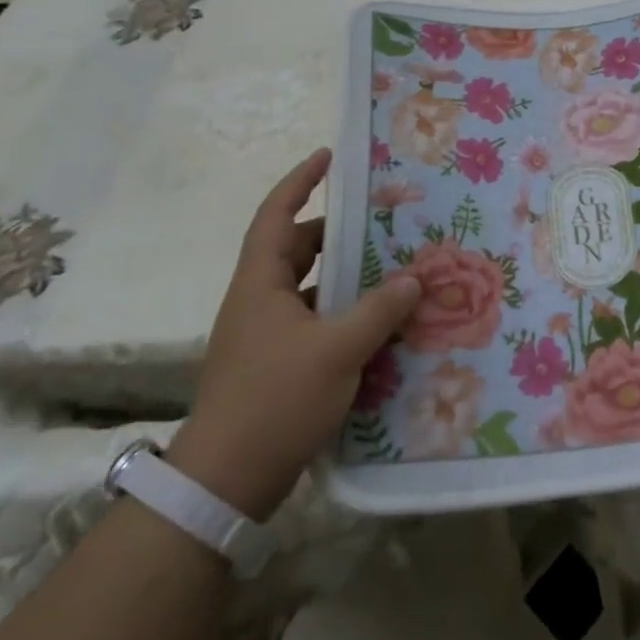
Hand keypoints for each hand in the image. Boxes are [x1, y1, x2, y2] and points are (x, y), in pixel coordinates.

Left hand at [167, 148, 420, 519]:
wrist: (226, 482)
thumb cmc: (276, 400)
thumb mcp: (338, 350)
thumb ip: (378, 310)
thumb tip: (413, 279)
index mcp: (260, 284)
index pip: (276, 216)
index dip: (300, 182)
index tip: (328, 156)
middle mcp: (258, 301)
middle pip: (296, 250)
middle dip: (335, 232)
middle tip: (379, 219)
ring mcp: (265, 335)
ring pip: (308, 288)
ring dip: (343, 276)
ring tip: (389, 266)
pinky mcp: (276, 365)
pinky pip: (314, 321)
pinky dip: (342, 313)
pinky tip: (377, 322)